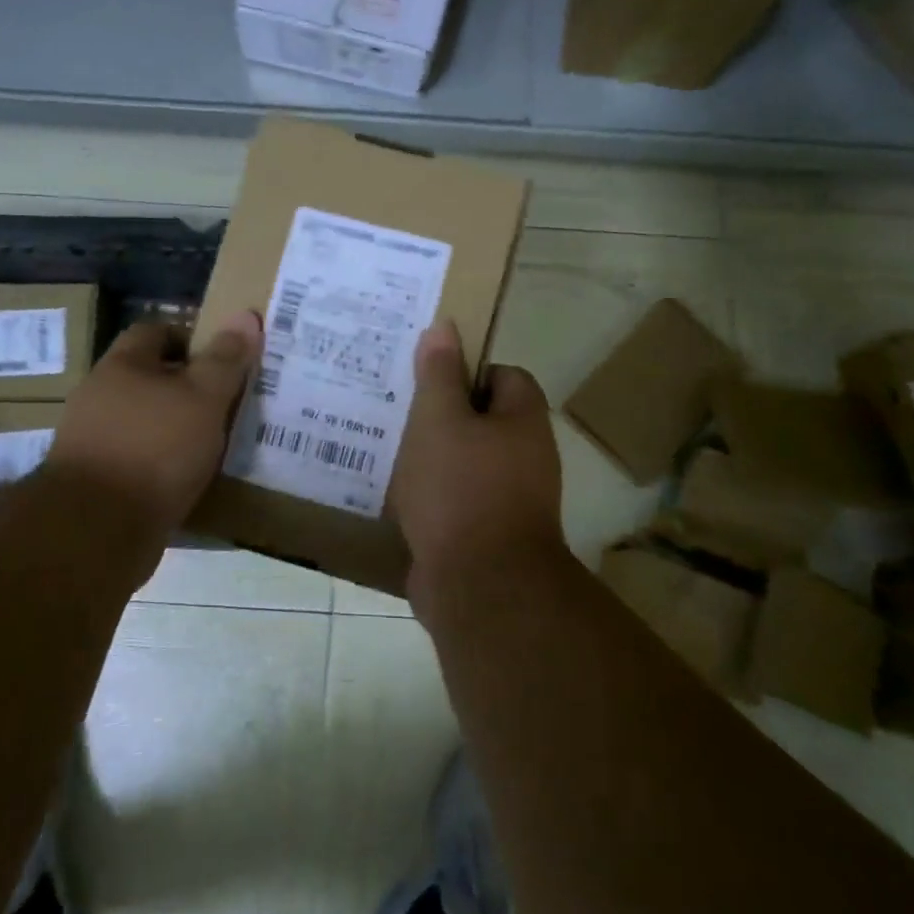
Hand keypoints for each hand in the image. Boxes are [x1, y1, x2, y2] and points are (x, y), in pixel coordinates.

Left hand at [40, 311, 261, 535]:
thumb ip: (225, 359)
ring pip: (146, 421)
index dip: (191, 337)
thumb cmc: (155, 448)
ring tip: (216, 442)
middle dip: (188, 386)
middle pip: (150, 378)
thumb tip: (245, 315)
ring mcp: (93, 441)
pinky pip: (139, 460)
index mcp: (121, 366)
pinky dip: (164, 464)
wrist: (97, 530)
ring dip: (177, 428)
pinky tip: (191, 478)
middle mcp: (100, 396)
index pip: (155, 331)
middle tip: (229, 400)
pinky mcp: (97, 482)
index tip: (224, 358)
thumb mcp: (204, 397)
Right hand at [392, 320, 564, 606]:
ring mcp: (508, 499)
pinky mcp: (484, 534)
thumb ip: (439, 373)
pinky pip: (454, 500)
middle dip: (441, 414)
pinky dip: (430, 495)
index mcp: (522, 421)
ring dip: (431, 456)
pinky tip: (395, 493)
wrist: (479, 587)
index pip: (502, 375)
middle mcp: (525, 457)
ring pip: (464, 461)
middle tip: (398, 408)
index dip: (466, 370)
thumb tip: (444, 326)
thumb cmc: (460, 488)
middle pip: (481, 420)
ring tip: (388, 447)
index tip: (426, 377)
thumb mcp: (440, 419)